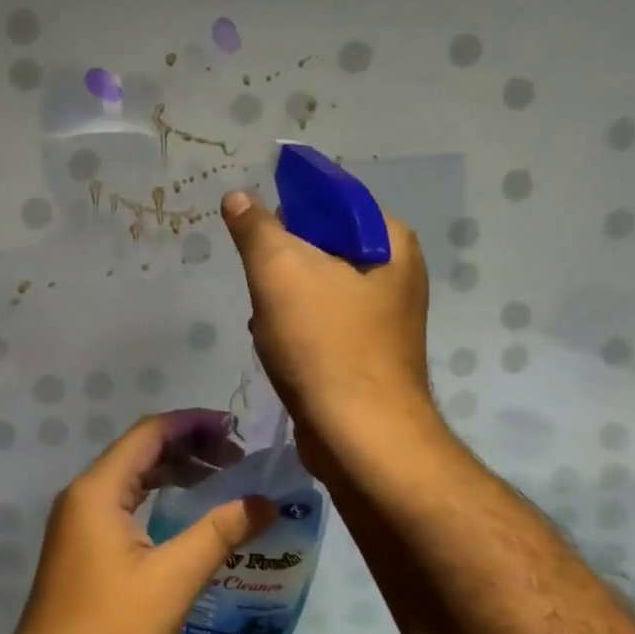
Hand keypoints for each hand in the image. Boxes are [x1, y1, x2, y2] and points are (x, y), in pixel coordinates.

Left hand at [0, 410, 274, 633]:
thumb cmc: (112, 630)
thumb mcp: (174, 578)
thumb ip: (220, 533)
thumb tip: (267, 502)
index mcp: (97, 490)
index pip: (148, 433)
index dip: (192, 423)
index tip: (234, 428)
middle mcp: (82, 495)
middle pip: (139, 452)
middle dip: (187, 447)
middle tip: (237, 458)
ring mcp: (78, 523)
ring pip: (131, 479)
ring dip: (173, 473)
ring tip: (220, 479)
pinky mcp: (81, 547)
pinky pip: (123, 505)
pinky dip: (157, 498)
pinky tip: (186, 514)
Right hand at [221, 189, 434, 469]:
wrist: (359, 437)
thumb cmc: (324, 343)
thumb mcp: (279, 270)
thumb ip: (256, 227)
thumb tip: (239, 197)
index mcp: (391, 242)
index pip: (332, 201)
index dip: (288, 211)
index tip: (257, 236)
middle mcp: (395, 275)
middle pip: (319, 247)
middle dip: (281, 265)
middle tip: (263, 286)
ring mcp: (382, 319)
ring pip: (313, 289)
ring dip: (281, 302)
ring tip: (268, 324)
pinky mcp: (365, 355)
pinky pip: (319, 326)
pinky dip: (294, 333)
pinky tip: (278, 351)